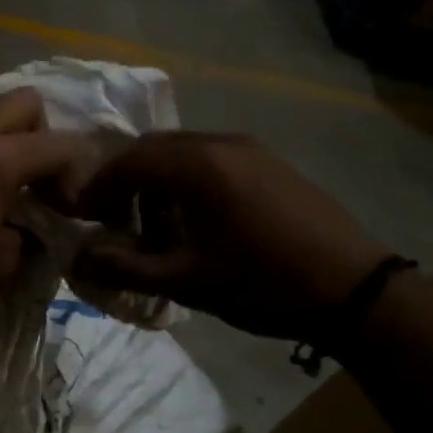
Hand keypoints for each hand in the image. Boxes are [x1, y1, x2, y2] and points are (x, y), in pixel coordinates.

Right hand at [64, 131, 390, 339]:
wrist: (353, 290)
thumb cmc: (261, 283)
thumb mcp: (185, 281)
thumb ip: (124, 267)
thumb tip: (79, 259)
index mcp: (196, 164)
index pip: (126, 161)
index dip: (97, 188)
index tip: (84, 219)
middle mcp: (220, 142)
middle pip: (153, 149)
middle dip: (125, 183)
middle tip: (115, 222)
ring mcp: (250, 148)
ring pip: (182, 153)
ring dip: (157, 183)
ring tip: (156, 229)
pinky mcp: (270, 163)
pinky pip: (212, 160)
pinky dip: (187, 183)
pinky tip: (196, 224)